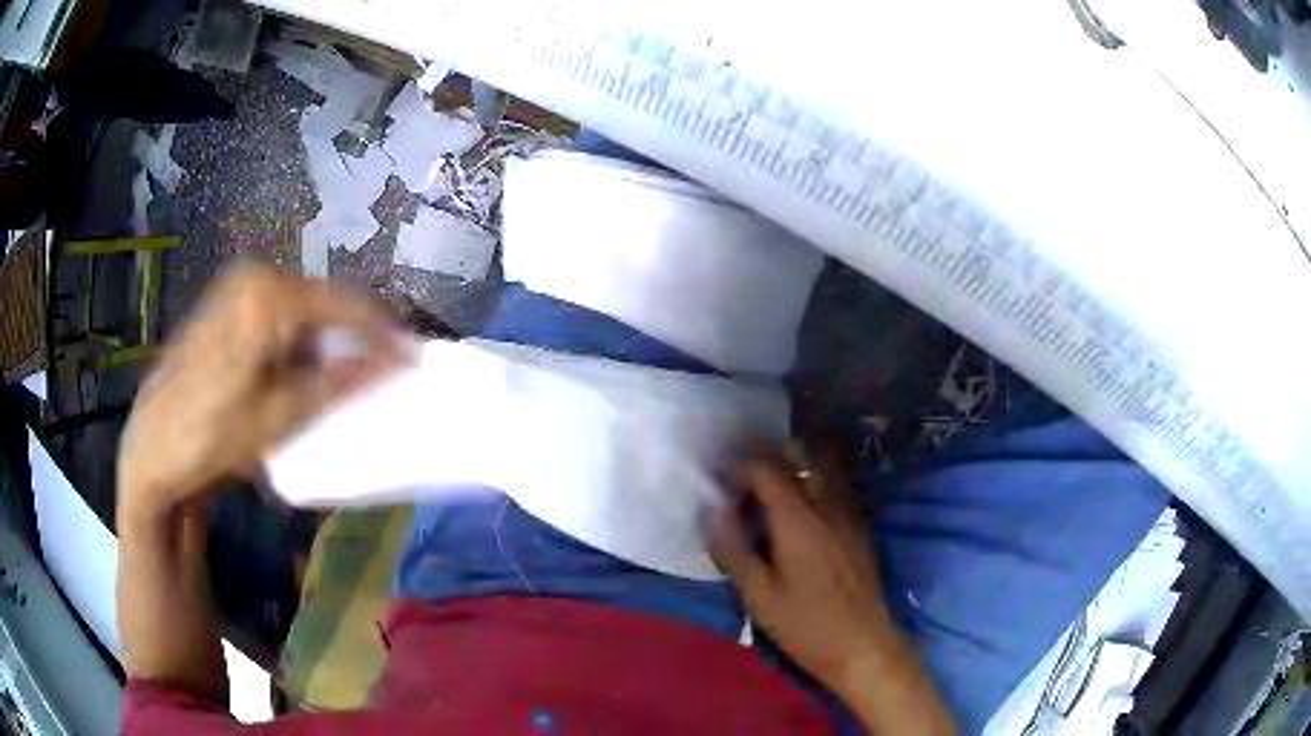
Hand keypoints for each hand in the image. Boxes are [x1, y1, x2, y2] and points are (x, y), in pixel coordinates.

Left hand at [116, 262, 408, 524]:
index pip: (343, 304)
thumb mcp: (277, 417)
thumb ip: (336, 384)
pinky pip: (281, 311)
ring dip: (328, 339)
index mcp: (266, 298)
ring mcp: (238, 285)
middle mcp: (254, 276)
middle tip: (383, 370)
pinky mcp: (229, 301)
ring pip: (304, 306)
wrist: (153, 444)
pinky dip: (302, 339)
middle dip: (355, 335)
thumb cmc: (210, 434)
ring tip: (350, 374)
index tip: (415, 358)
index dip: (383, 333)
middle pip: (323, 300)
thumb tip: (391, 363)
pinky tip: (307, 368)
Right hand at [710, 450, 903, 693]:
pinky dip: (809, 483)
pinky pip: (831, 487)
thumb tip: (711, 510)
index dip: (738, 464)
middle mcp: (825, 505)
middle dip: (764, 456)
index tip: (717, 475)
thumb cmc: (805, 626)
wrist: (864, 646)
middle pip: (795, 460)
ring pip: (817, 470)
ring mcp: (847, 514)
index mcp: (797, 519)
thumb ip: (732, 548)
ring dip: (789, 466)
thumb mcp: (758, 595)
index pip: (765, 469)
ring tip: (764, 484)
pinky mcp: (859, 528)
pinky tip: (798, 506)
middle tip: (737, 471)